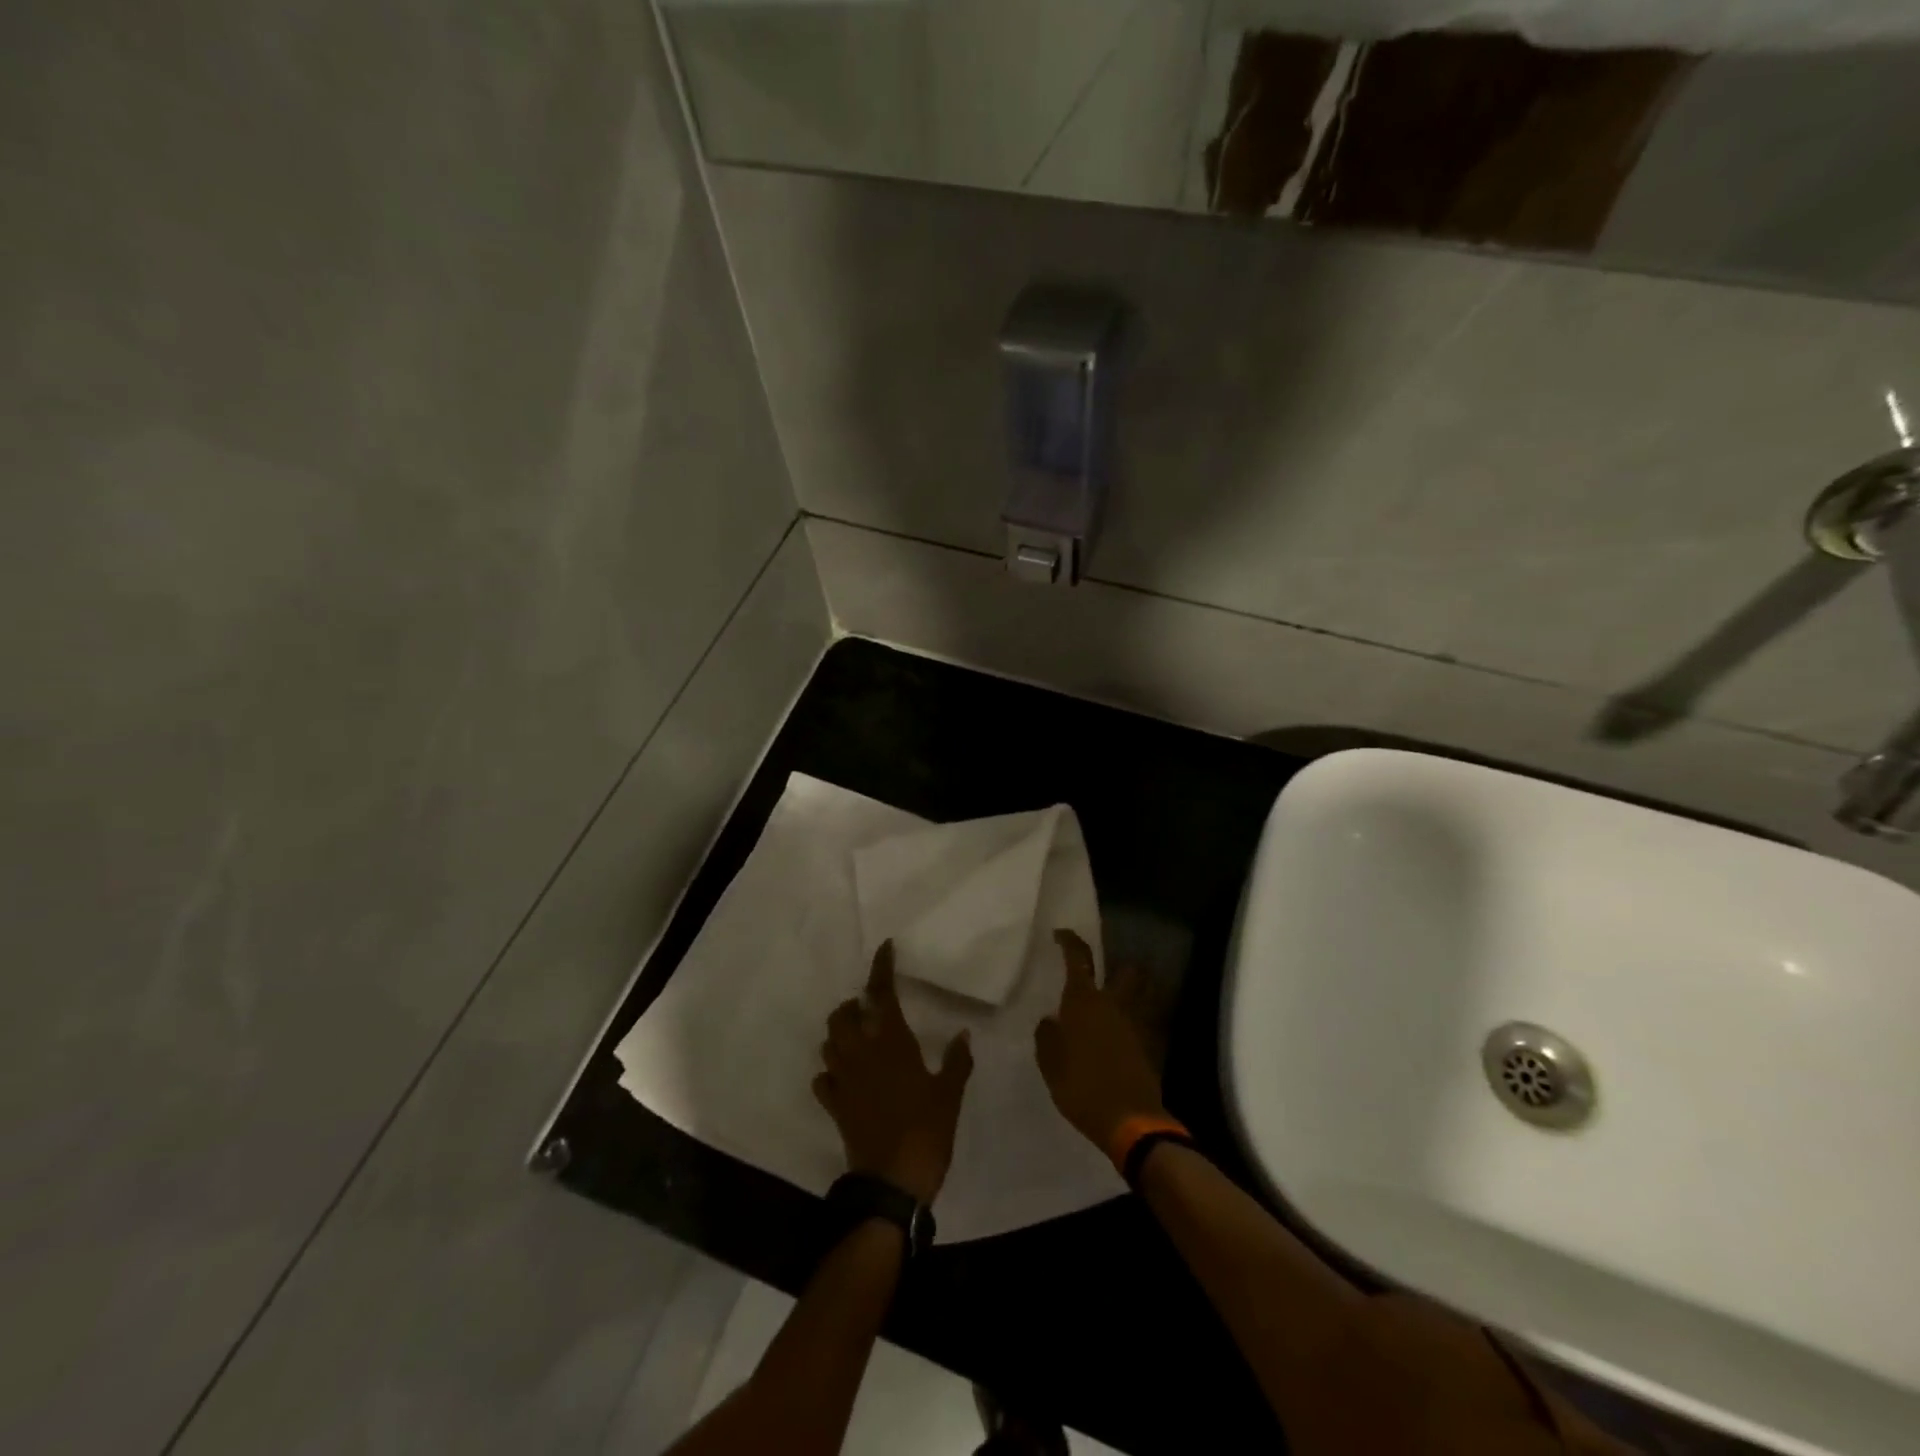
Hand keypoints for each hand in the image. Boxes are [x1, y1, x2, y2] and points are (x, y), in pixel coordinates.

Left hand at [814, 942, 972, 1204]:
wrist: (893, 1182)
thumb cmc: (926, 1131)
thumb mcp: (950, 1094)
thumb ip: (956, 1061)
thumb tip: (963, 1033)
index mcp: (892, 1043)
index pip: (882, 995)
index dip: (881, 969)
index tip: (884, 948)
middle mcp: (862, 1054)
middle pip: (843, 1016)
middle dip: (852, 1005)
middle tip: (868, 1007)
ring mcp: (844, 1080)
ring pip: (829, 1043)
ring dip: (839, 1034)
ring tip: (856, 1036)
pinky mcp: (835, 1105)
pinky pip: (823, 1079)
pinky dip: (829, 1071)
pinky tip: (842, 1075)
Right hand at [1034, 929, 1166, 1152]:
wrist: (1130, 1121)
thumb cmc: (1081, 1087)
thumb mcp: (1050, 1064)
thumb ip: (1047, 1036)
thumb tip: (1050, 1020)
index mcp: (1084, 1001)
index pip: (1078, 957)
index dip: (1069, 941)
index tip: (1060, 934)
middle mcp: (1113, 1003)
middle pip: (1124, 970)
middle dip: (1116, 966)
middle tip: (1099, 975)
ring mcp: (1136, 1023)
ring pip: (1138, 994)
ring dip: (1129, 992)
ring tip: (1111, 1006)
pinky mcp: (1150, 1045)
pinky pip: (1142, 1021)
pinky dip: (1133, 1022)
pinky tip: (1119, 1037)